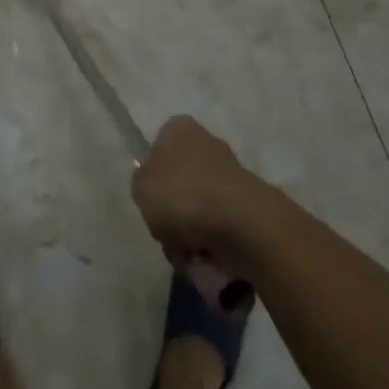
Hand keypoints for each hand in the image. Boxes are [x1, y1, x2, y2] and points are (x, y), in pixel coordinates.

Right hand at [132, 116, 271, 277]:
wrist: (241, 224)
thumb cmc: (183, 196)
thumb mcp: (141, 188)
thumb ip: (141, 184)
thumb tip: (154, 189)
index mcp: (179, 129)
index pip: (158, 151)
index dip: (153, 182)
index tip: (153, 205)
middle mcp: (205, 143)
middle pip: (179, 185)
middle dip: (173, 217)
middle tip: (169, 236)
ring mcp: (229, 174)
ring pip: (197, 210)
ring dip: (190, 237)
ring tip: (190, 255)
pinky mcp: (247, 205)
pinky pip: (220, 228)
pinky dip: (212, 246)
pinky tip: (209, 259)